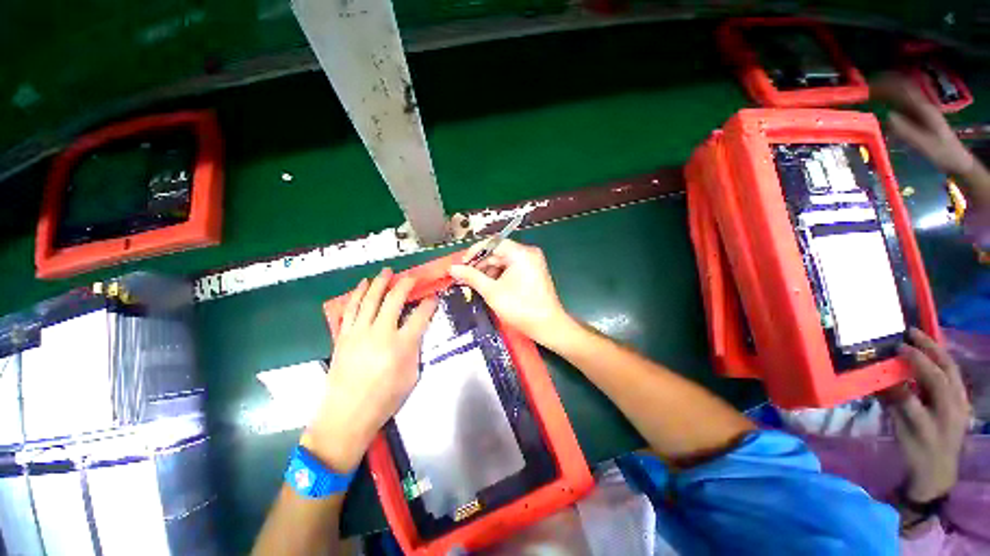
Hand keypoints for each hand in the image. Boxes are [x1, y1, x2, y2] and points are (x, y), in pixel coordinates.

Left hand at [303, 268, 436, 471]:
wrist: (347, 414)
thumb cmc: (385, 399)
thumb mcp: (412, 375)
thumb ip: (415, 349)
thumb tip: (415, 332)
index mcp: (402, 344)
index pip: (421, 315)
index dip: (430, 303)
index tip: (434, 295)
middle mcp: (381, 332)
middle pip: (395, 299)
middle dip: (406, 284)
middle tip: (412, 276)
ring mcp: (359, 332)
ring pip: (371, 299)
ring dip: (380, 282)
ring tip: (386, 271)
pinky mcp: (344, 335)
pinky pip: (351, 309)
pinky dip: (357, 294)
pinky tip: (362, 285)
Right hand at [448, 239, 571, 346]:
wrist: (548, 326)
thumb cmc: (520, 307)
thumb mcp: (492, 291)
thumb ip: (471, 277)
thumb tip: (452, 268)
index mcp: (520, 253)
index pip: (492, 243)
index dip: (474, 252)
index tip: (462, 265)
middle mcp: (528, 253)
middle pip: (498, 252)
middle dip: (480, 264)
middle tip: (465, 277)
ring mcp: (532, 262)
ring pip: (504, 261)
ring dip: (488, 271)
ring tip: (475, 284)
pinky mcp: (533, 272)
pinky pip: (512, 268)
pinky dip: (499, 275)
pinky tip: (489, 286)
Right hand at [871, 74, 974, 175]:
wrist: (955, 159)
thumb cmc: (941, 153)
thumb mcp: (924, 143)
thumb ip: (906, 130)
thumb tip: (888, 116)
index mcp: (923, 109)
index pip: (903, 89)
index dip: (887, 84)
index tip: (869, 85)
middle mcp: (921, 105)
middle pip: (901, 88)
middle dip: (884, 85)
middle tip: (864, 89)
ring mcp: (919, 111)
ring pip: (901, 94)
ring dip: (885, 91)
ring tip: (868, 94)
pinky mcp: (917, 118)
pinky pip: (901, 104)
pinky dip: (889, 101)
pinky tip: (880, 104)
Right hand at [881, 328, 970, 502]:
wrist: (938, 472)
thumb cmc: (916, 452)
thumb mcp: (903, 431)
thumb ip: (895, 403)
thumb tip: (881, 380)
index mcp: (939, 414)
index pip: (927, 382)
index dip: (913, 363)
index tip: (896, 348)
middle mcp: (955, 405)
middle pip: (945, 371)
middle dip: (930, 349)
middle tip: (911, 332)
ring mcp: (962, 403)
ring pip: (953, 371)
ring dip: (938, 351)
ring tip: (922, 338)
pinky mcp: (963, 402)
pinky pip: (955, 376)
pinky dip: (943, 362)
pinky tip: (933, 356)